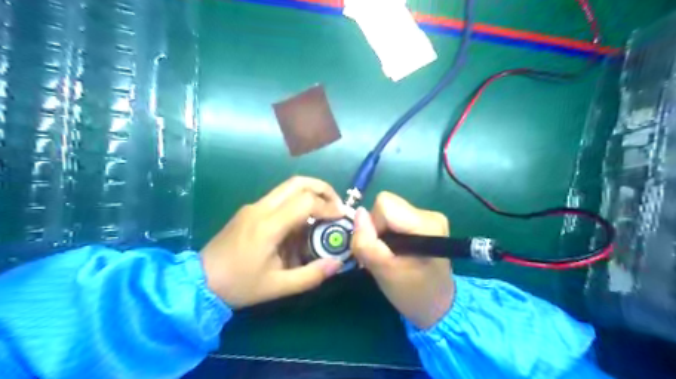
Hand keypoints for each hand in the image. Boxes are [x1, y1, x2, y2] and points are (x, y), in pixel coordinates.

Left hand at [202, 177, 344, 309]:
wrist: (199, 282)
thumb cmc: (239, 285)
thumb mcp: (278, 286)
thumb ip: (311, 275)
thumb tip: (337, 263)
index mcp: (268, 226)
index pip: (305, 201)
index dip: (328, 207)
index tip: (341, 217)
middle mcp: (261, 208)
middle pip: (297, 182)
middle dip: (323, 189)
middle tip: (337, 205)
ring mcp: (253, 206)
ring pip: (288, 187)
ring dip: (311, 194)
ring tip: (324, 213)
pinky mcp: (250, 210)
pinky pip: (279, 198)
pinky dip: (297, 203)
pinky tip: (301, 224)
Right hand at [349, 192, 453, 328]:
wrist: (436, 305)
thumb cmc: (412, 292)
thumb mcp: (383, 272)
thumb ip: (367, 243)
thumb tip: (359, 213)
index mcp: (426, 224)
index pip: (385, 205)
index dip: (374, 225)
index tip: (379, 248)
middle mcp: (430, 214)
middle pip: (386, 205)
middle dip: (377, 227)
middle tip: (383, 253)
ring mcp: (429, 216)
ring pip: (388, 210)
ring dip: (382, 231)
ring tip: (390, 253)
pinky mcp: (424, 221)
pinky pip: (394, 216)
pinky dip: (389, 232)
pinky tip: (396, 249)